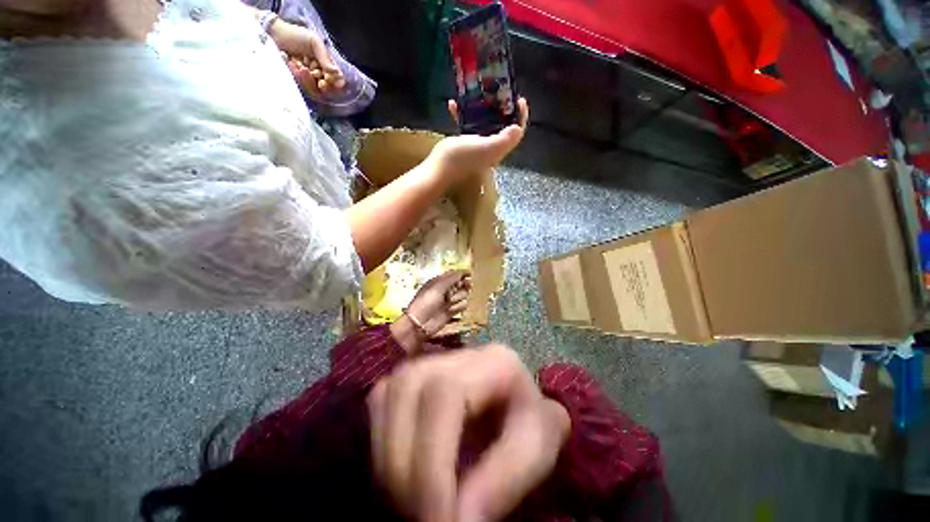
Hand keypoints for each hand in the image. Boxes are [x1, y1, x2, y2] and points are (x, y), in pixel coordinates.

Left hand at [269, 20, 345, 98]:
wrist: (274, 36)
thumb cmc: (295, 36)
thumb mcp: (314, 42)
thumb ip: (325, 58)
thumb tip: (337, 74)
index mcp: (327, 66)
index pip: (338, 82)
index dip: (335, 84)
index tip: (328, 78)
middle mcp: (320, 75)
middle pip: (328, 90)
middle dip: (322, 85)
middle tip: (314, 75)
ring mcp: (309, 80)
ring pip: (315, 91)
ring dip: (308, 80)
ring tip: (300, 67)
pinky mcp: (298, 83)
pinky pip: (303, 88)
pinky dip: (298, 78)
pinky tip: (293, 66)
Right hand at [367, 344, 570, 521]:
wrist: (518, 403)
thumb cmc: (531, 423)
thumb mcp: (536, 450)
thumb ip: (503, 482)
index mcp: (494, 361)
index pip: (446, 394)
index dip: (432, 458)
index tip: (438, 520)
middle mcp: (457, 353)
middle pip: (407, 388)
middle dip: (403, 463)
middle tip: (419, 517)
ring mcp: (431, 359)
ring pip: (386, 395)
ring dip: (388, 457)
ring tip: (409, 500)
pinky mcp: (412, 374)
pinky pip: (378, 401)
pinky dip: (381, 441)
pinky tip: (400, 470)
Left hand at [406, 270, 470, 336]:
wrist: (420, 323)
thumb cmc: (427, 302)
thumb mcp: (438, 287)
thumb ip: (451, 279)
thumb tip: (463, 272)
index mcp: (438, 282)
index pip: (453, 274)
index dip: (461, 274)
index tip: (471, 274)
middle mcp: (444, 290)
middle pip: (459, 284)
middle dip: (463, 285)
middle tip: (468, 285)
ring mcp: (448, 301)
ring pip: (462, 295)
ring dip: (460, 296)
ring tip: (451, 301)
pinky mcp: (451, 312)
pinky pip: (462, 306)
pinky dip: (460, 306)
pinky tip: (454, 309)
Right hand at [429, 97, 528, 183]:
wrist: (439, 169)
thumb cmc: (462, 157)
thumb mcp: (485, 147)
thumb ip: (503, 139)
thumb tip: (518, 128)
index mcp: (498, 149)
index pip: (515, 134)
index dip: (521, 117)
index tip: (519, 99)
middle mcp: (490, 149)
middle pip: (503, 127)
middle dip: (504, 109)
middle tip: (500, 92)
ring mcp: (477, 146)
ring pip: (485, 124)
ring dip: (483, 109)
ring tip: (479, 93)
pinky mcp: (464, 144)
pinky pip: (467, 125)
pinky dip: (462, 115)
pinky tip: (452, 104)